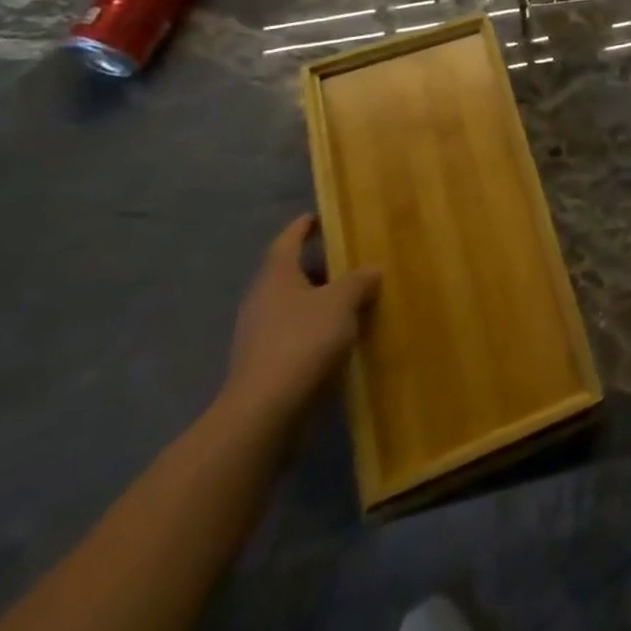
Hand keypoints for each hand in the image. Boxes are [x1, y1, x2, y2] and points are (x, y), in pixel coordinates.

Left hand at [219, 215, 379, 431]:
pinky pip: (295, 336)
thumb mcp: (342, 301)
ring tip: (354, 302)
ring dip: (320, 303)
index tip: (320, 216)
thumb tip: (372, 271)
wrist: (265, 413)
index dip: (304, 226)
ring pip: (294, 307)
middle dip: (320, 267)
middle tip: (351, 262)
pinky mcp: (265, 367)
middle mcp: (262, 300)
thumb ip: (359, 281)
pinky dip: (316, 332)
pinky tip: (341, 340)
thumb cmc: (303, 341)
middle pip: (292, 274)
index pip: (288, 240)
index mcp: (276, 275)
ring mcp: (259, 335)